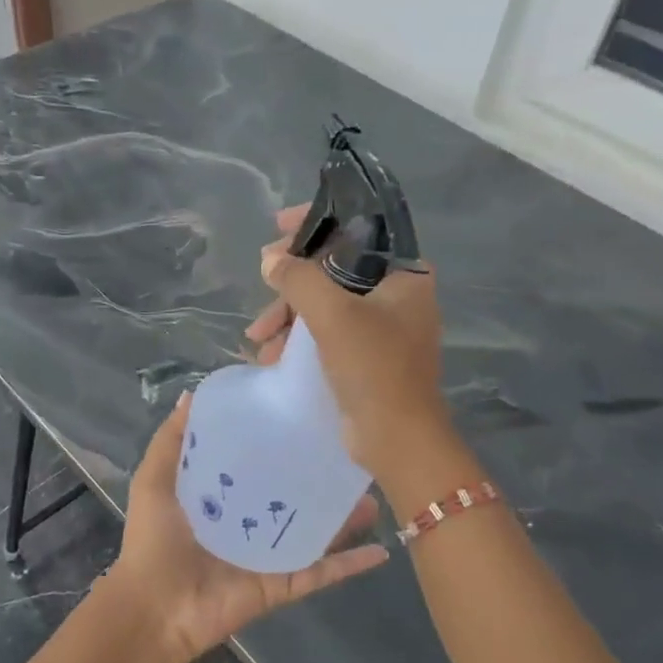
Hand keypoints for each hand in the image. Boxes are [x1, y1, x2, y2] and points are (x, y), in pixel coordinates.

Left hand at [106, 392, 386, 662]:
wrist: (155, 609)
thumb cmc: (153, 541)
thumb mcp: (154, 480)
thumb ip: (172, 440)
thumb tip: (193, 393)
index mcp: (222, 495)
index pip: (257, 462)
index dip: (279, 441)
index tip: (306, 416)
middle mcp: (249, 521)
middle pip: (293, 495)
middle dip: (319, 477)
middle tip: (351, 453)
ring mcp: (270, 555)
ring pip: (316, 531)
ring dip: (345, 517)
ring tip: (373, 493)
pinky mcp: (283, 584)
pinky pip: (321, 573)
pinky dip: (350, 565)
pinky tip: (382, 549)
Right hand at [245, 203, 452, 480]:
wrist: (397, 439)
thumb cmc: (373, 366)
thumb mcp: (332, 314)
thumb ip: (298, 278)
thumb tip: (270, 260)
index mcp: (404, 275)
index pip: (358, 230)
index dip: (316, 223)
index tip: (278, 225)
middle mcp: (397, 295)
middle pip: (335, 268)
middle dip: (292, 281)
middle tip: (262, 281)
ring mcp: (382, 328)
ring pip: (326, 303)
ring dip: (288, 316)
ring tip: (257, 337)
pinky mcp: (366, 357)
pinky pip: (326, 333)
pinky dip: (299, 339)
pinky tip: (270, 355)